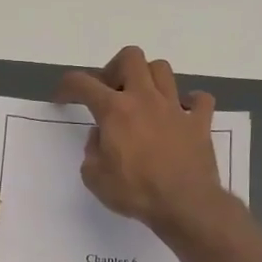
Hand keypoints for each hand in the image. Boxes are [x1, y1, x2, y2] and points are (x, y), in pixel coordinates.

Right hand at [57, 45, 230, 238]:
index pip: (84, 83)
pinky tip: (182, 114)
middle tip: (110, 92)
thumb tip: (100, 137)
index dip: (68, 85)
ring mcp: (175, 108)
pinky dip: (191, 102)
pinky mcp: (200, 123)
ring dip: (149, 78)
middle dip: (115, 69)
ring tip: (143, 99)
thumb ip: (92, 151)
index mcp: (115, 111)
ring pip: (162, 70)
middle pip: (130, 58)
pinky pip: (200, 99)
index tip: (62, 96)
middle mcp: (145, 99)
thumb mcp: (95, 178)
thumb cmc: (135, 192)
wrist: (184, 204)